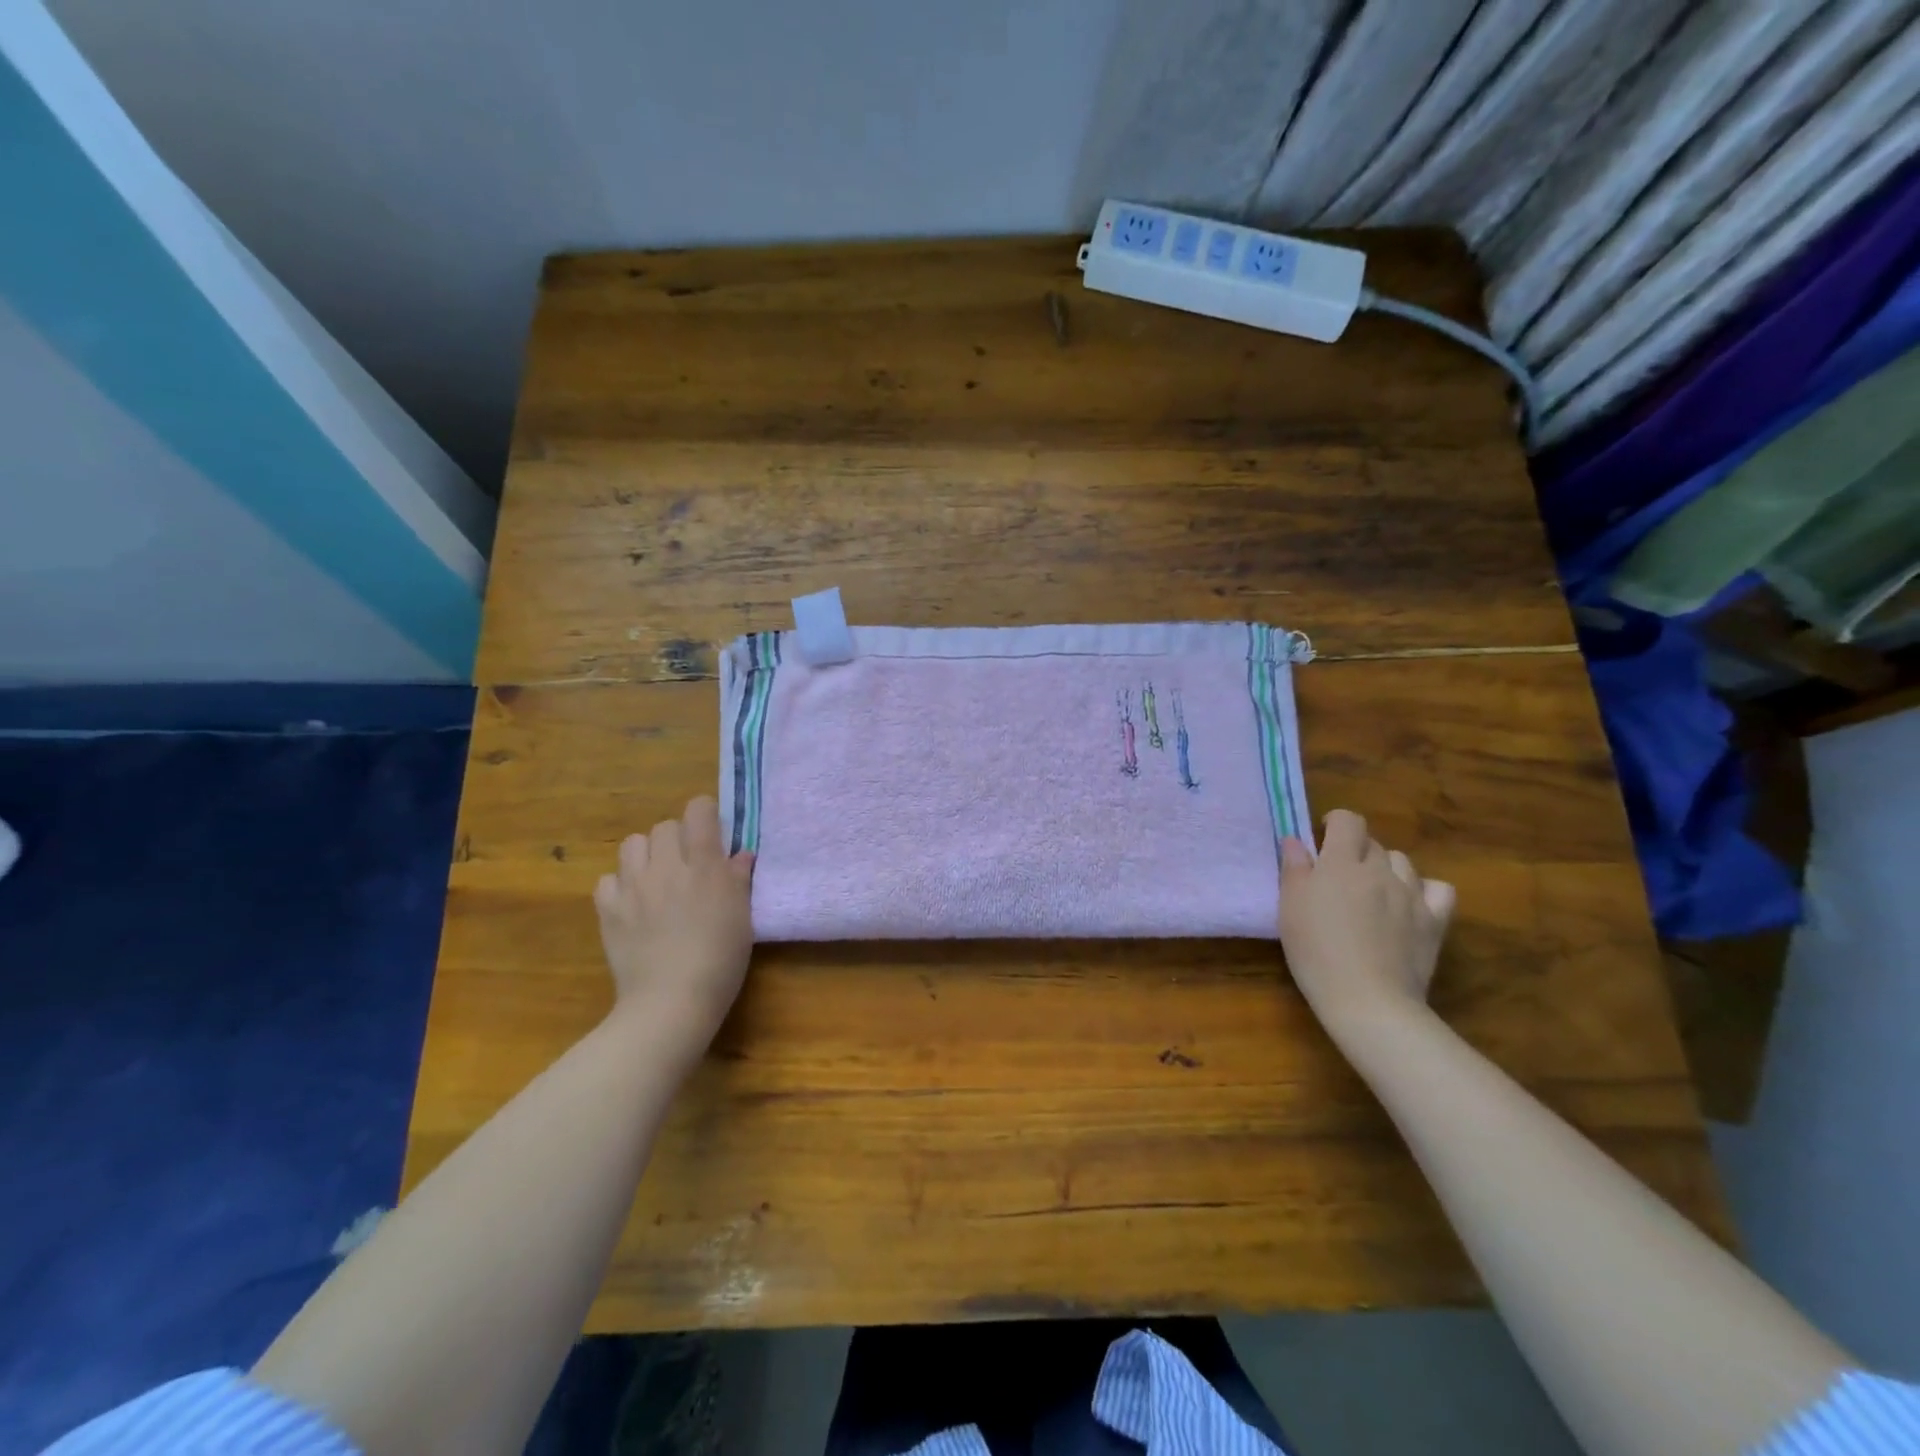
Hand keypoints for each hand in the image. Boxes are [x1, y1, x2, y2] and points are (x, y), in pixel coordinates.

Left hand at [594, 797, 755, 1047]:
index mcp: (704, 864)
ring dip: (646, 854)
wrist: (670, 1000)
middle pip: (664, 826)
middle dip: (678, 837)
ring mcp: (632, 886)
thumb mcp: (742, 916)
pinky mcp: (607, 909)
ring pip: (632, 844)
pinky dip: (620, 885)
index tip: (713, 833)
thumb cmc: (720, 959)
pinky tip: (633, 904)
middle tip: (688, 863)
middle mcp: (666, 865)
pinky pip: (608, 879)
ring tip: (657, 877)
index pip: (698, 810)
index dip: (706, 815)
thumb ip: (739, 879)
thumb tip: (740, 854)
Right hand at [1279, 809, 1455, 1032]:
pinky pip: (1438, 889)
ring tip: (1372, 891)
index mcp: (1341, 863)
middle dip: (1355, 850)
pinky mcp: (1434, 920)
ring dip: (1386, 868)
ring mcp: (1411, 894)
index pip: (1348, 820)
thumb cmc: (1316, 951)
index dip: (1335, 823)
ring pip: (1402, 862)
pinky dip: (1424, 889)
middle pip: (1372, 843)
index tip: (1322, 839)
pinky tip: (1410, 903)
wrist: (1367, 999)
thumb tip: (1296, 841)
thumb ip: (1294, 868)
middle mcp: (1380, 870)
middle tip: (1338, 877)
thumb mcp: (1290, 907)